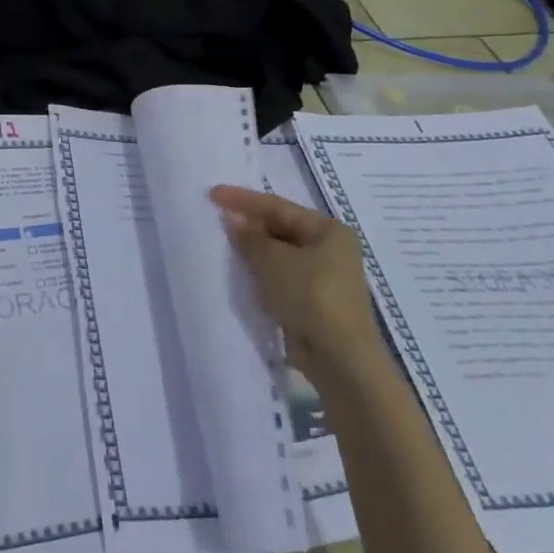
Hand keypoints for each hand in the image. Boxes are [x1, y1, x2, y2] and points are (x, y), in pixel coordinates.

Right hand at [211, 185, 380, 382]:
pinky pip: (284, 278)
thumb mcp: (273, 261)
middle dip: (250, 225)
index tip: (213, 194)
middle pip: (283, 228)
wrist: (340, 358)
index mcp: (329, 230)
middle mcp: (332, 249)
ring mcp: (326, 278)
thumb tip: (232, 217)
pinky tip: (244, 274)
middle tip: (218, 219)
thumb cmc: (310, 296)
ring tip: (225, 244)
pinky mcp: (317, 303)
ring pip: (282, 255)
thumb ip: (250, 237)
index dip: (243, 200)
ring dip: (255, 251)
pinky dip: (264, 274)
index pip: (279, 206)